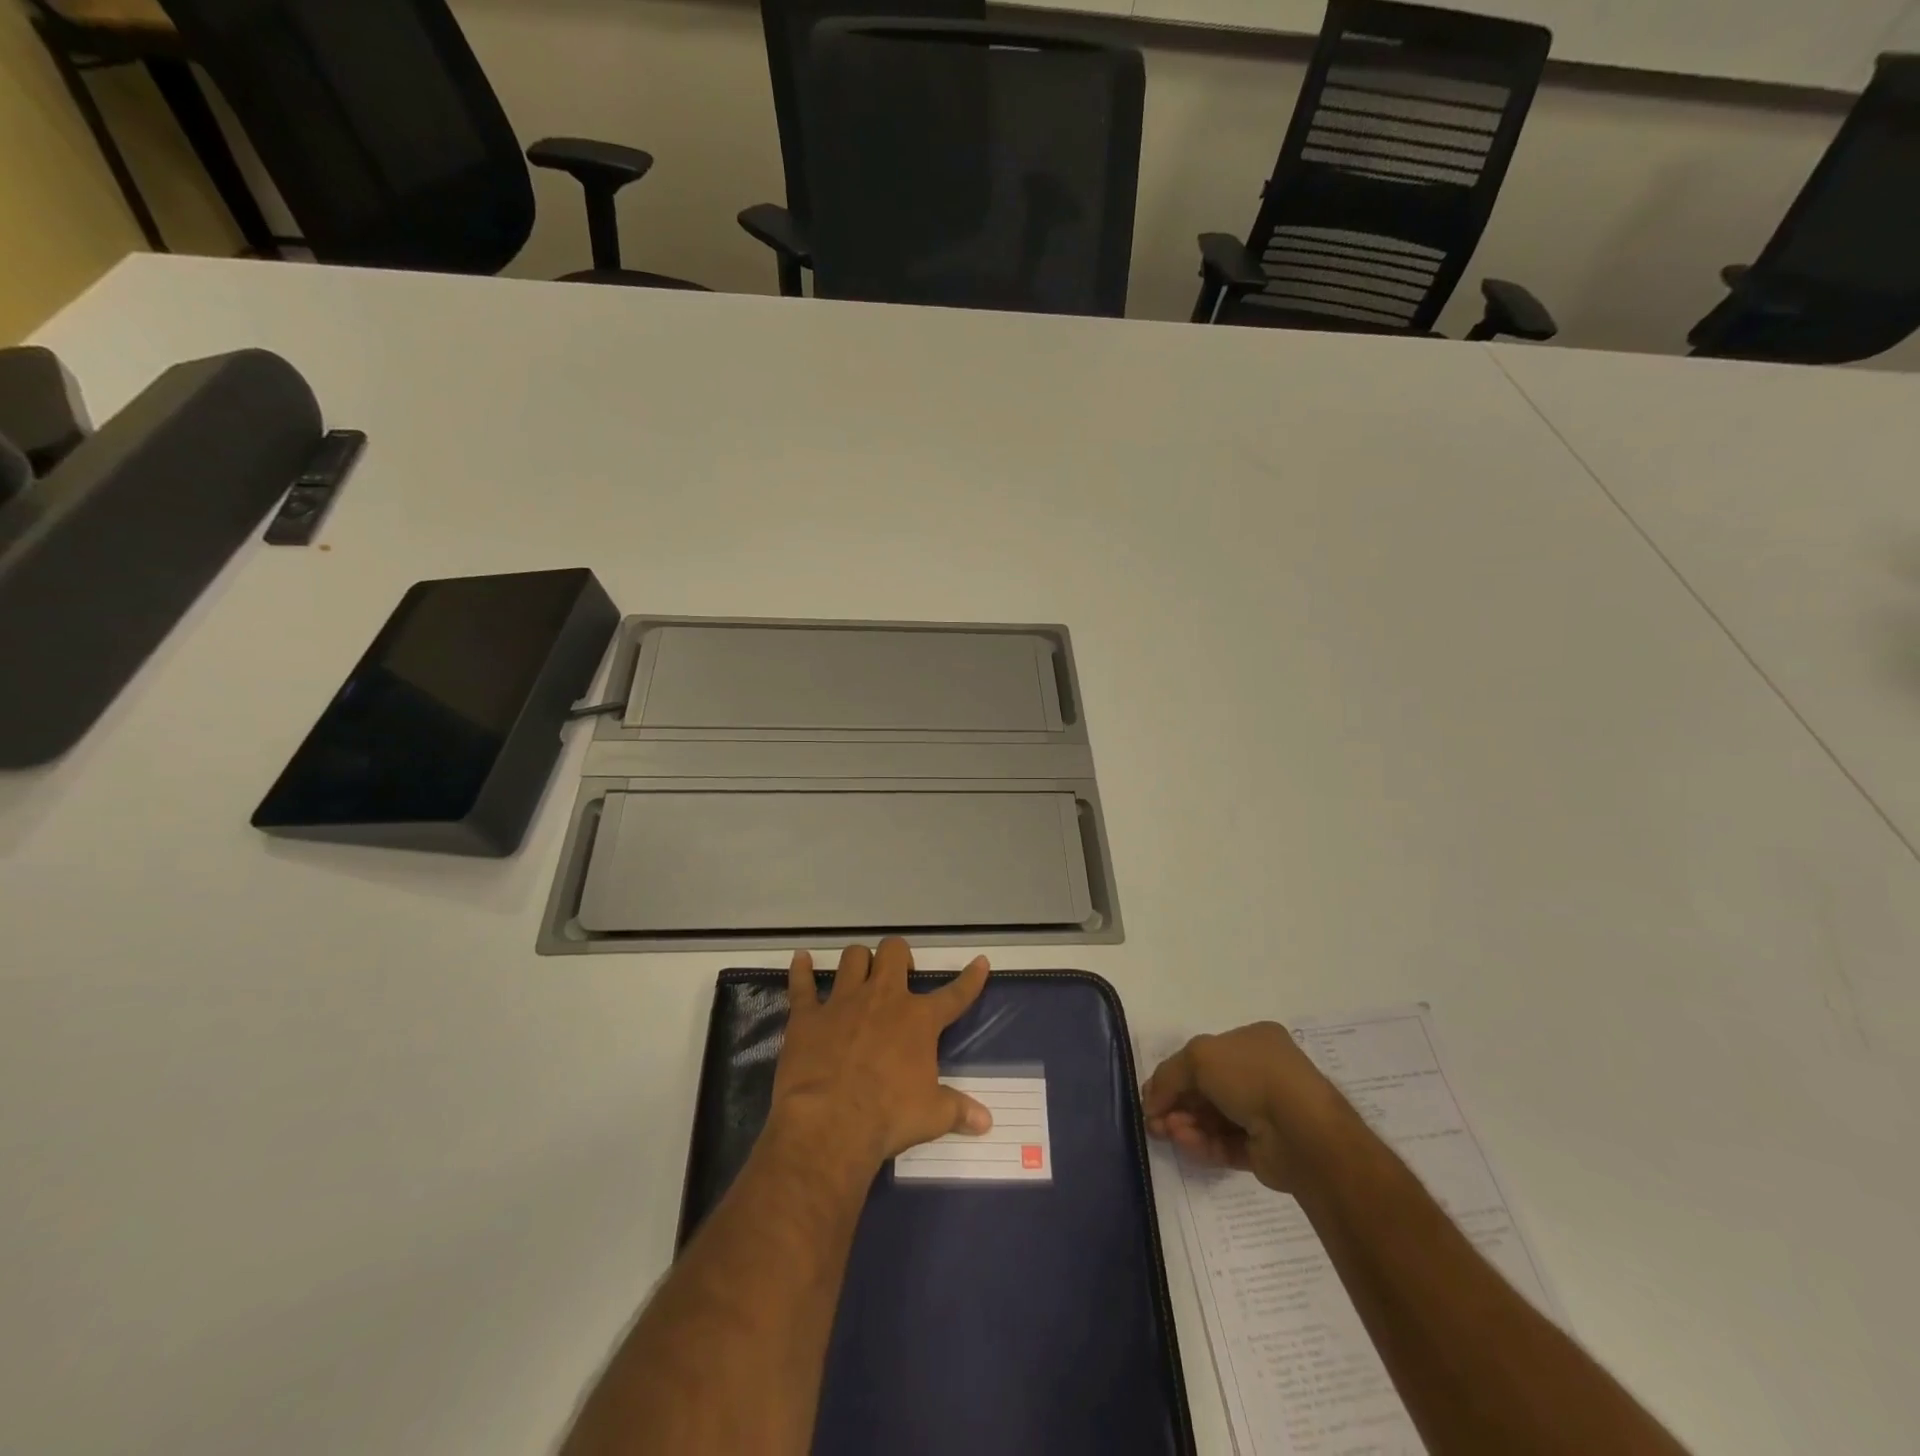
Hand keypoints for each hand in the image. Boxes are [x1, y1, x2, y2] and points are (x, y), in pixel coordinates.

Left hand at [771, 938, 992, 1170]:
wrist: (831, 1123)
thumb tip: (986, 1122)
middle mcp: (883, 998)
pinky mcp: (808, 1015)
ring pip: (852, 958)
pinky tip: (801, 960)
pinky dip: (801, 970)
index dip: (970, 979)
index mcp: (918, 1020)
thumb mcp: (932, 1116)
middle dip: (899, 956)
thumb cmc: (888, 1117)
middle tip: (899, 975)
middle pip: (894, 952)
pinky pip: (802, 983)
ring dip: (858, 961)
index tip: (980, 962)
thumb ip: (958, 1111)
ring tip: (859, 972)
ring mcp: (843, 1002)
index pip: (954, 994)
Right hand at [1142, 1023, 1342, 1192]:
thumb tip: (1151, 1102)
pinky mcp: (1266, 1150)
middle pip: (1206, 1088)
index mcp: (1253, 1041)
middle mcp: (1261, 1073)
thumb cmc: (1251, 1075)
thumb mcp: (1198, 1057)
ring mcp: (1266, 1112)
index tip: (1151, 1093)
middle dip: (1176, 1102)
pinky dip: (1202, 1143)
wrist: (1301, 1130)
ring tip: (1164, 1132)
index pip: (1205, 1055)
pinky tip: (1183, 1142)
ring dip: (1185, 1123)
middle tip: (1152, 1118)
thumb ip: (1169, 1075)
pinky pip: (1226, 1143)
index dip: (1175, 1073)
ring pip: (1214, 1118)